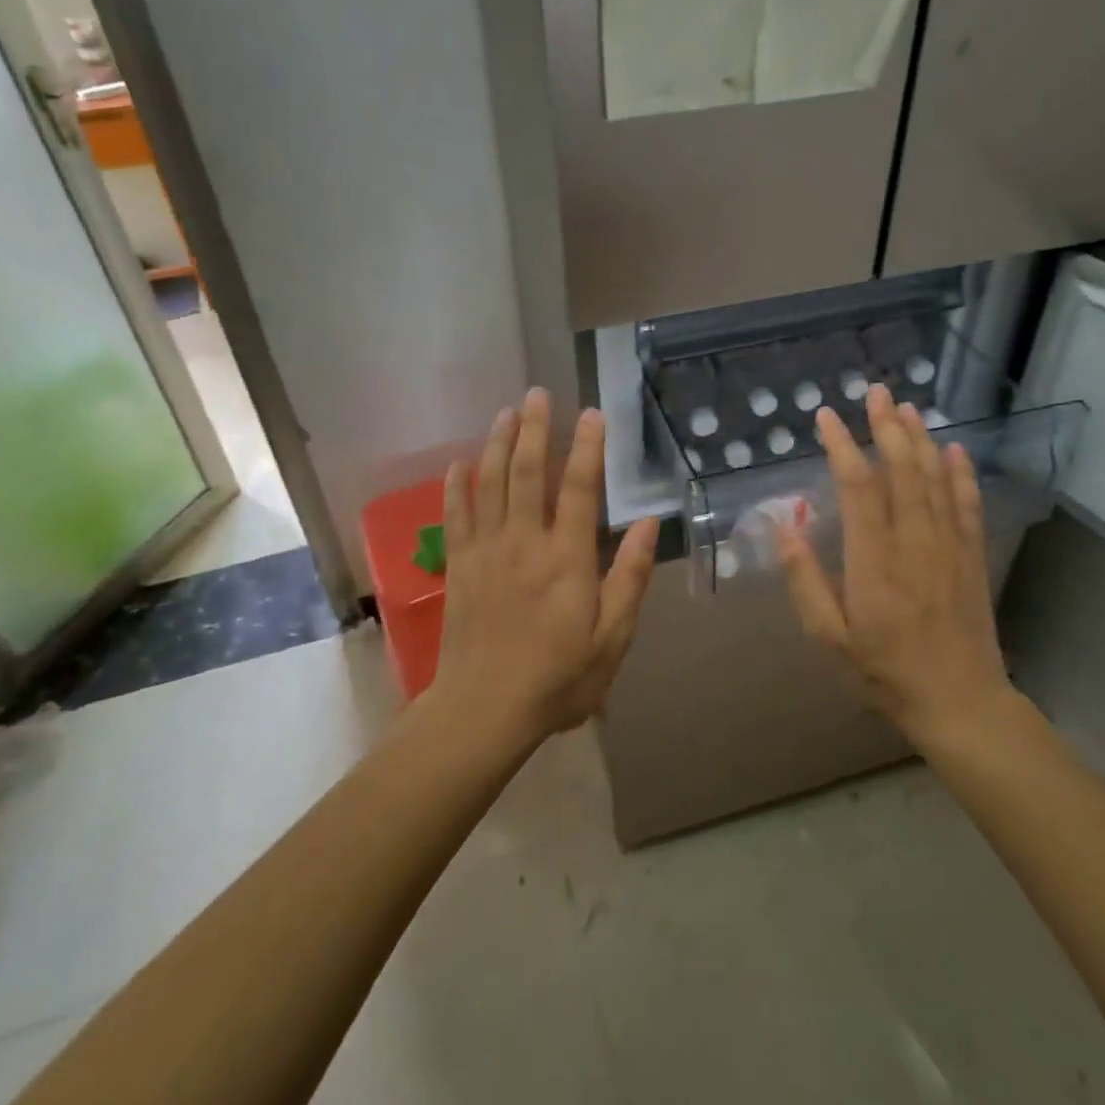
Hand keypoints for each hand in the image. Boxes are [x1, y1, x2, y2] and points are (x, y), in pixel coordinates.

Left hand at [431, 389, 659, 746]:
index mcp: (566, 559)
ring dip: (498, 444)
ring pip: (490, 483)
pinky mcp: (459, 566)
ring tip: (505, 412)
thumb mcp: (612, 638)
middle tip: (537, 393)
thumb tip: (649, 524)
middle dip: (535, 429)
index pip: (578, 488)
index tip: (592, 413)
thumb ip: (630, 577)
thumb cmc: (558, 678)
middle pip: (528, 472)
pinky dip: (457, 485)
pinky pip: (455, 515)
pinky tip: (460, 462)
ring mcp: (485, 551)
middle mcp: (523, 543)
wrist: (484, 710)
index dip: (587, 447)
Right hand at [779, 385, 1013, 746]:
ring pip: (936, 479)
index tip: (826, 418)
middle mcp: (915, 542)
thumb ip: (806, 580)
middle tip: (875, 392)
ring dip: (921, 439)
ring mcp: (950, 546)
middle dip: (886, 427)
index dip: (841, 447)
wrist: (960, 702)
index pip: (858, 488)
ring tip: (907, 407)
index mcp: (874, 561)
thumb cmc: (885, 670)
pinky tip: (954, 449)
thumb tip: (786, 528)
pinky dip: (961, 472)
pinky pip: (968, 503)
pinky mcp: (972, 556)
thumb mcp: (830, 636)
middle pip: (902, 470)